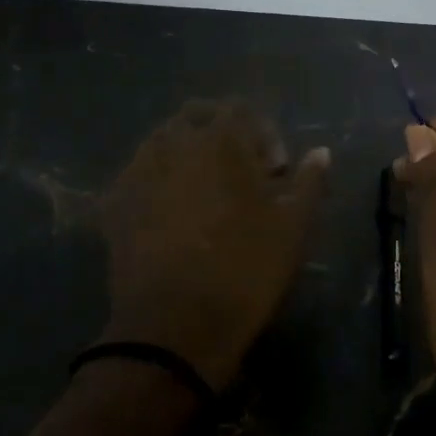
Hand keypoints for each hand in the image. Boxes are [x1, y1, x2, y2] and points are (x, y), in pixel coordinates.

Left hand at [99, 101, 329, 391]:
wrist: (175, 328)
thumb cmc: (245, 269)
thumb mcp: (293, 226)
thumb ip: (309, 181)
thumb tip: (320, 152)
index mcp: (221, 140)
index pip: (240, 108)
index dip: (262, 133)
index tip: (273, 171)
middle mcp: (175, 143)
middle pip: (196, 115)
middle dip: (219, 133)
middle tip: (237, 172)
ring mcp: (139, 172)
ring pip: (161, 141)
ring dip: (184, 154)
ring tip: (202, 192)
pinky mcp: (114, 204)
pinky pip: (136, 175)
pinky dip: (155, 182)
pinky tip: (168, 214)